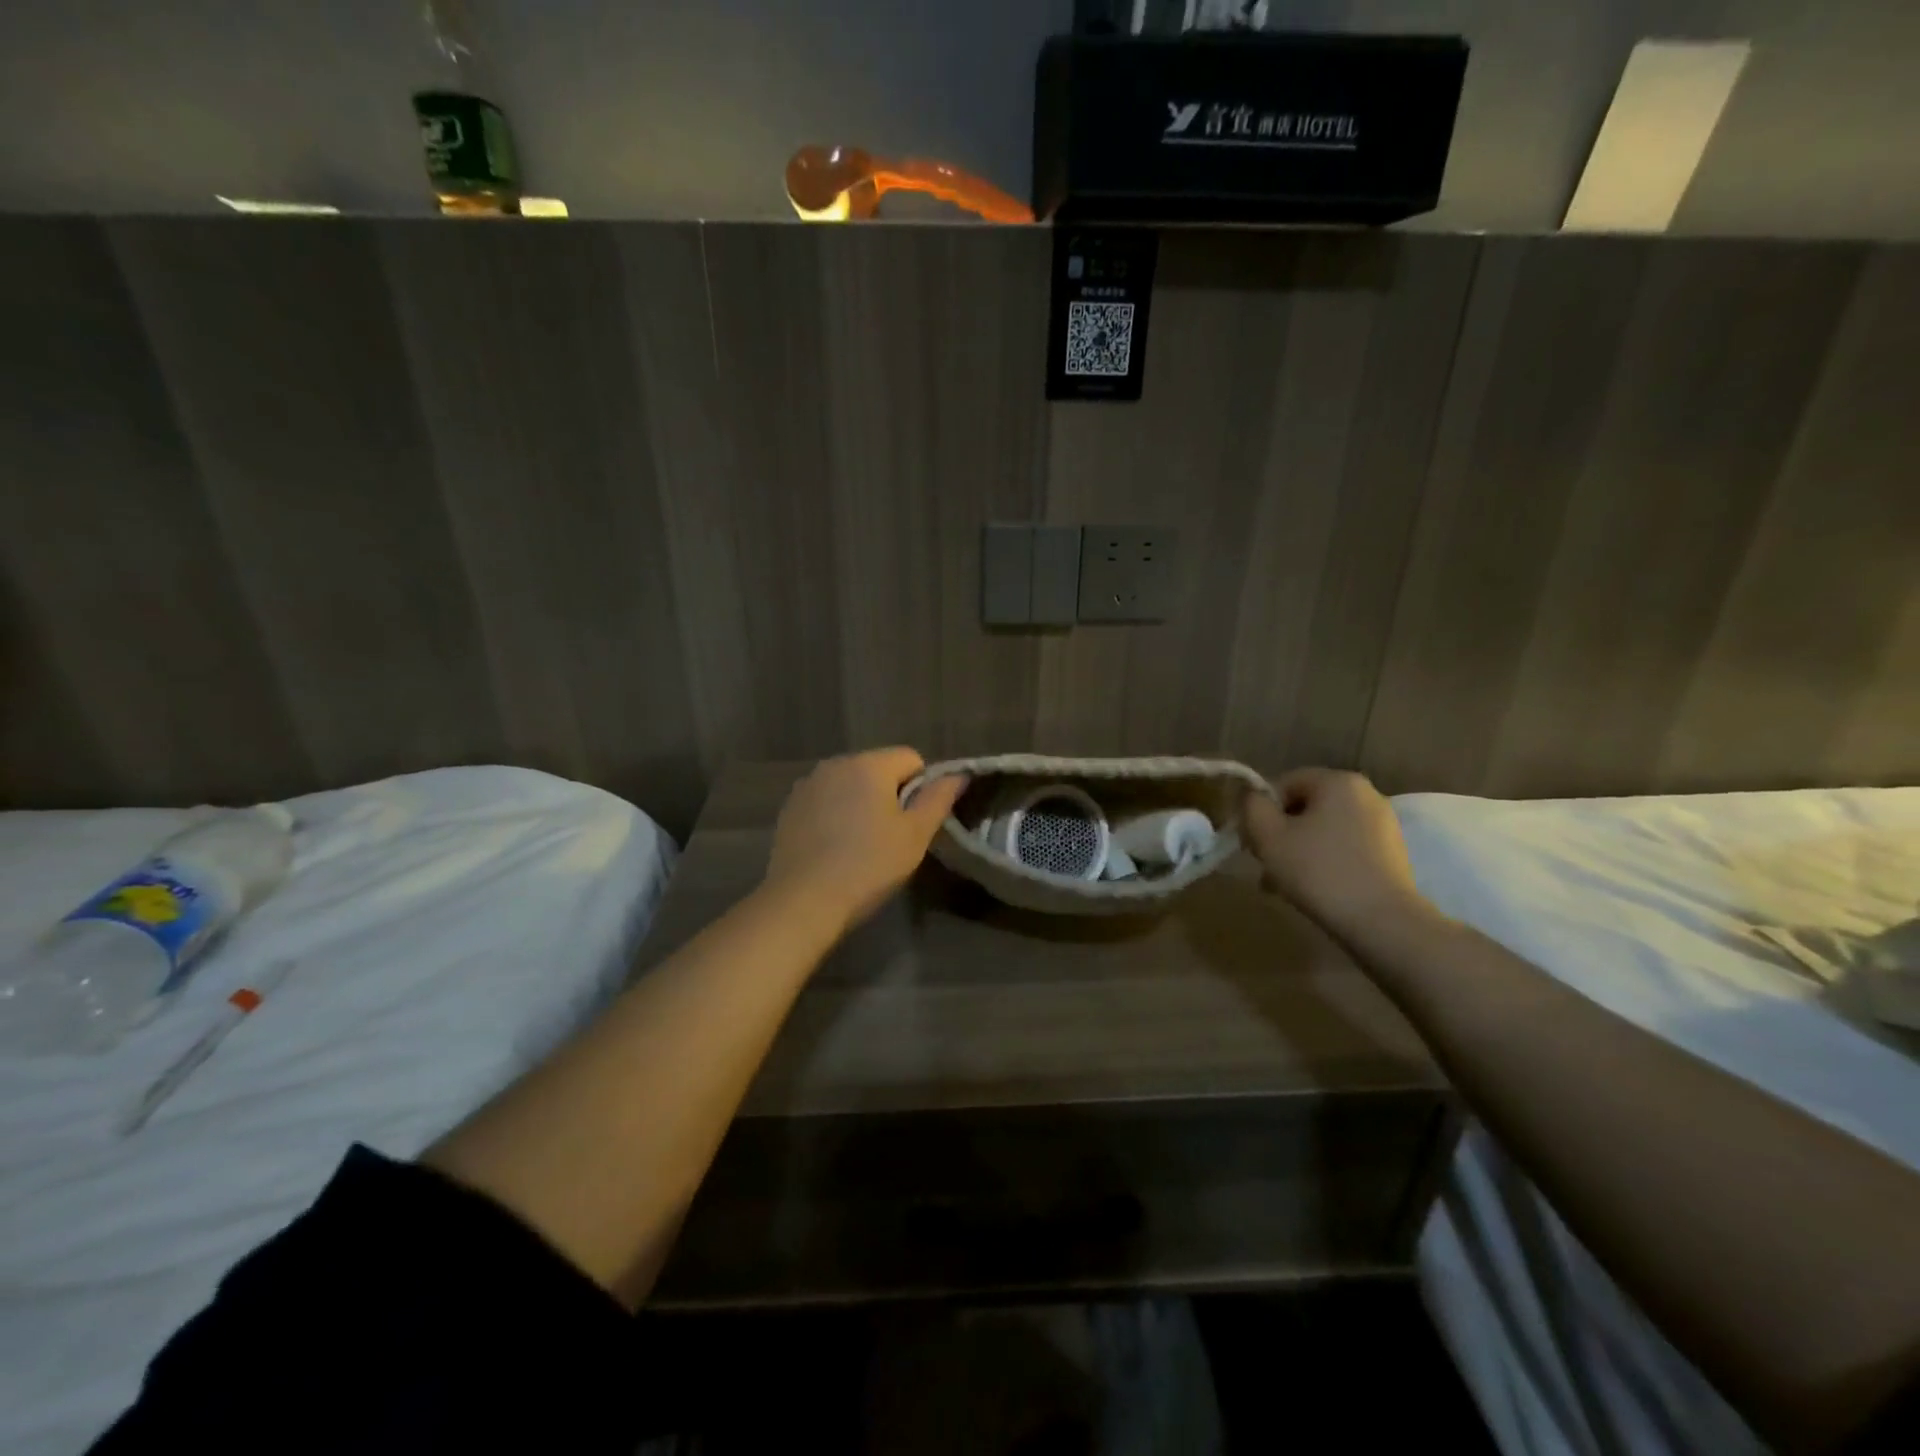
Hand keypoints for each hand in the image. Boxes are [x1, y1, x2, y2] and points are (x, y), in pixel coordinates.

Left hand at [763, 749, 966, 930]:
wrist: (803, 901)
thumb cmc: (869, 866)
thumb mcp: (915, 835)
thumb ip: (939, 799)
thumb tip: (958, 775)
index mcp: (869, 764)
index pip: (911, 758)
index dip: (922, 788)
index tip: (915, 824)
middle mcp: (835, 764)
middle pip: (878, 769)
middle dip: (890, 795)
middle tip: (892, 838)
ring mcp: (807, 785)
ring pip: (850, 786)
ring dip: (861, 804)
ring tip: (861, 846)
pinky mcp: (789, 808)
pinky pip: (825, 802)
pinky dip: (835, 816)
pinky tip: (834, 849)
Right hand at [1242, 768, 1428, 940]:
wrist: (1383, 922)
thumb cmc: (1319, 871)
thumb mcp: (1269, 836)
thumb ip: (1253, 807)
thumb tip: (1253, 797)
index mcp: (1338, 781)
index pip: (1284, 783)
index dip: (1261, 810)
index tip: (1252, 842)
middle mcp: (1366, 794)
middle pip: (1305, 807)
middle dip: (1280, 834)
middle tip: (1265, 865)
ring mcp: (1384, 825)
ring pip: (1324, 830)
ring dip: (1299, 850)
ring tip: (1284, 884)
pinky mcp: (1393, 853)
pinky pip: (1346, 848)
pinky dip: (1325, 862)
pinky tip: (1315, 889)